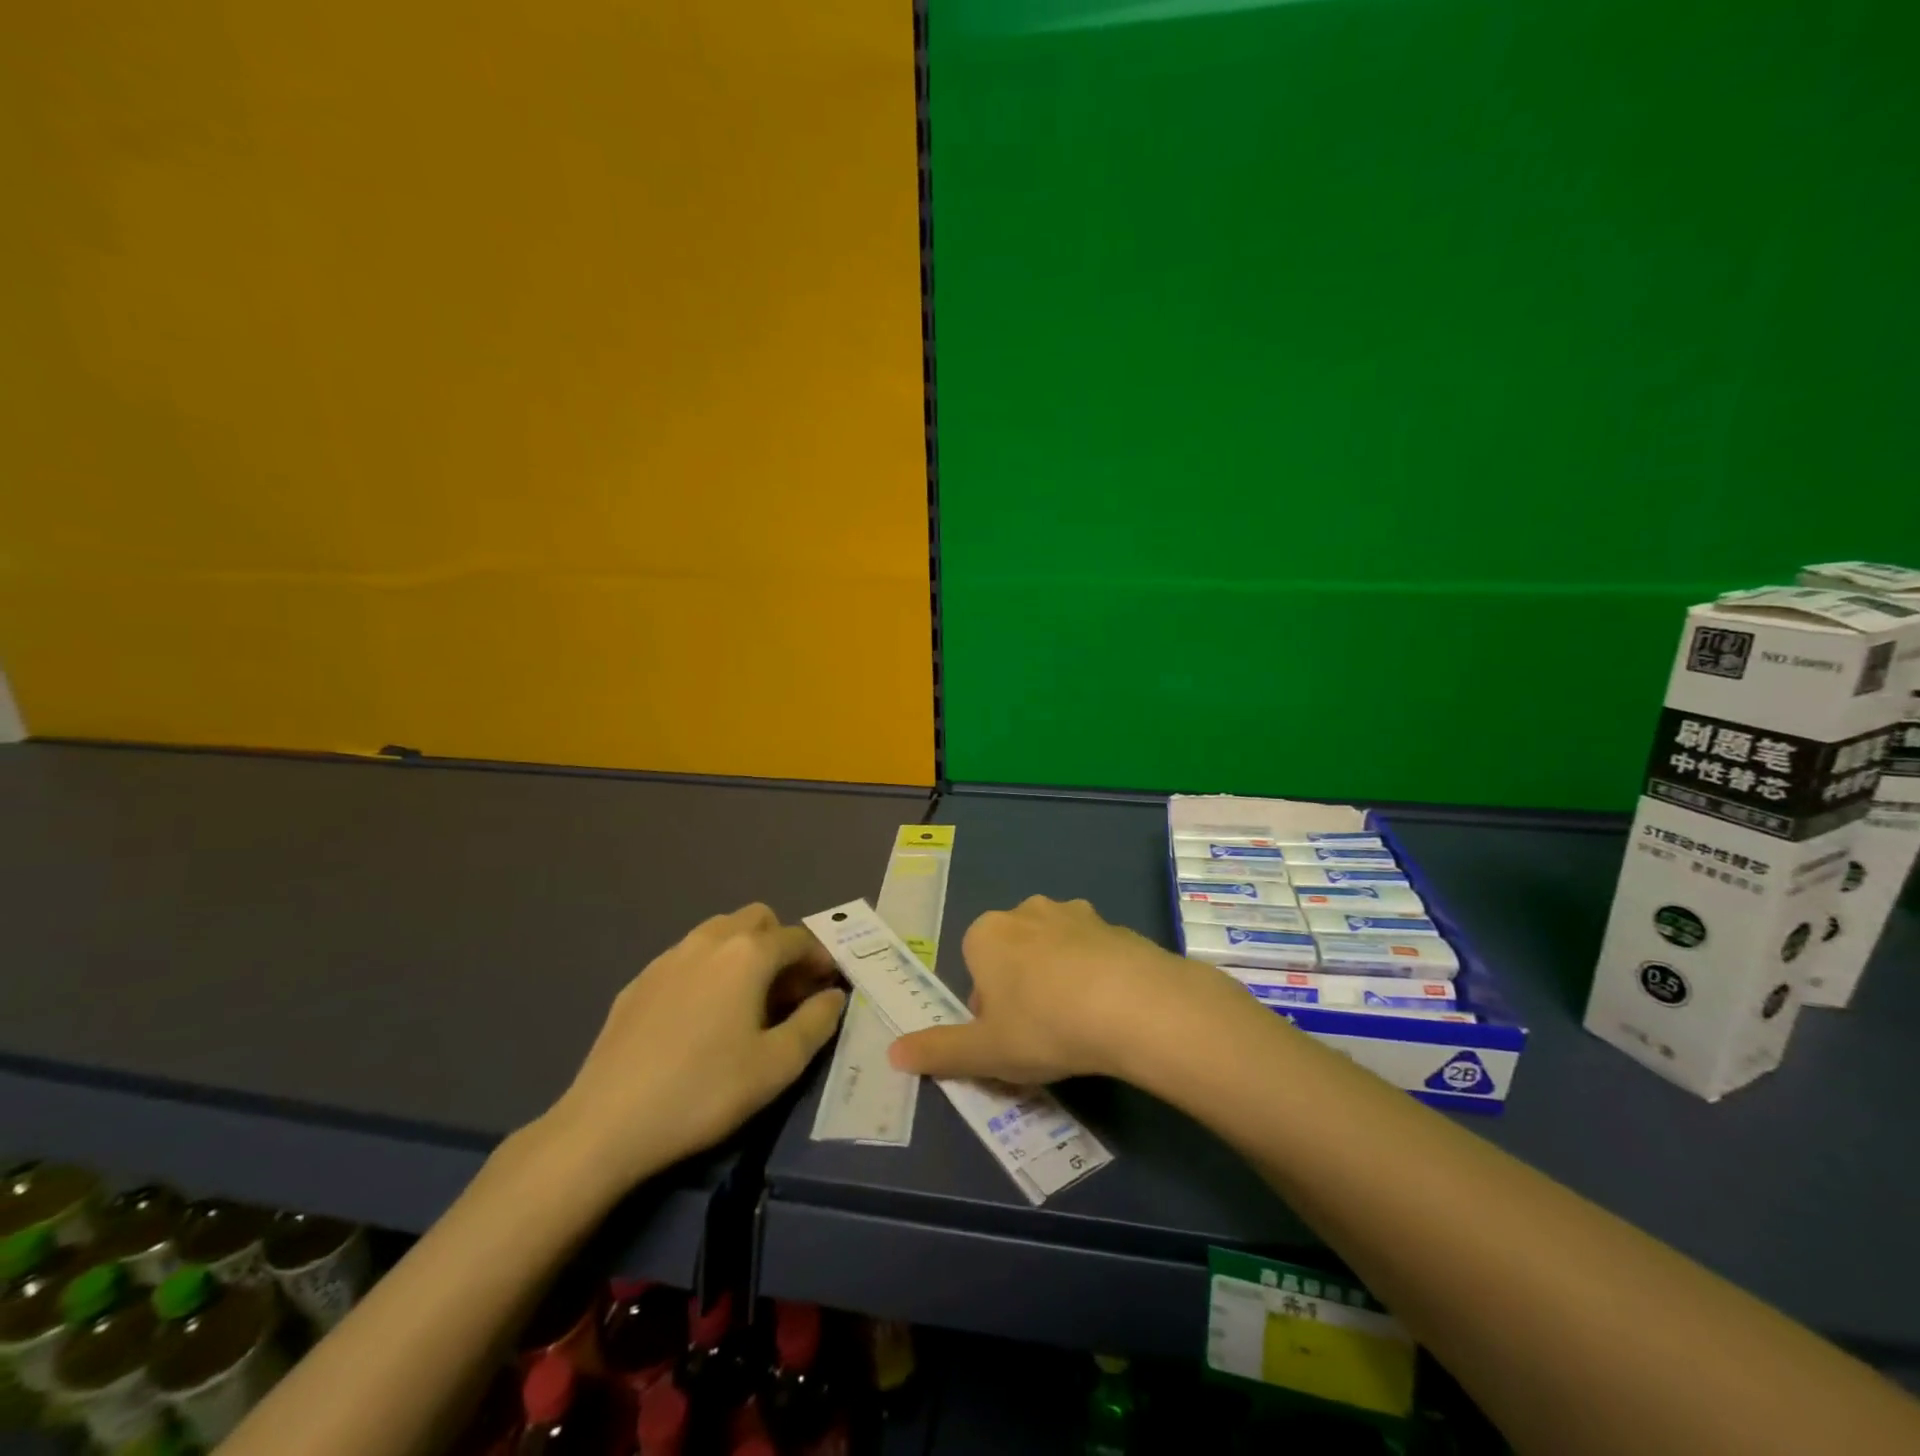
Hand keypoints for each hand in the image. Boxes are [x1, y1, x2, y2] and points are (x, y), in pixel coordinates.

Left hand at [543, 904, 845, 1188]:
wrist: (606, 1124)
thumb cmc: (704, 1091)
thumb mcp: (777, 1065)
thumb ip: (816, 1022)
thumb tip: (834, 996)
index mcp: (747, 953)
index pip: (798, 938)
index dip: (820, 959)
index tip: (827, 988)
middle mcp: (709, 940)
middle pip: (758, 919)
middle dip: (781, 945)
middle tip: (788, 992)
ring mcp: (668, 957)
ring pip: (719, 932)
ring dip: (744, 953)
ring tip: (747, 1002)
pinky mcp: (639, 981)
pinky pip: (688, 958)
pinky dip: (709, 970)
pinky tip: (700, 1018)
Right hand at [886, 895, 1251, 1084]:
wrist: (1131, 1004)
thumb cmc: (1043, 1025)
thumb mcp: (985, 1050)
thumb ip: (938, 1051)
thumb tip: (893, 1053)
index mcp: (987, 933)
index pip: (974, 967)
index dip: (987, 1006)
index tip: (1007, 1036)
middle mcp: (1026, 911)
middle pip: (1012, 953)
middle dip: (1020, 988)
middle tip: (1041, 1033)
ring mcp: (1073, 913)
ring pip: (1052, 949)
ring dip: (1058, 977)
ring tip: (1079, 1022)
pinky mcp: (1114, 924)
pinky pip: (1093, 951)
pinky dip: (1095, 974)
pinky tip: (1110, 1010)